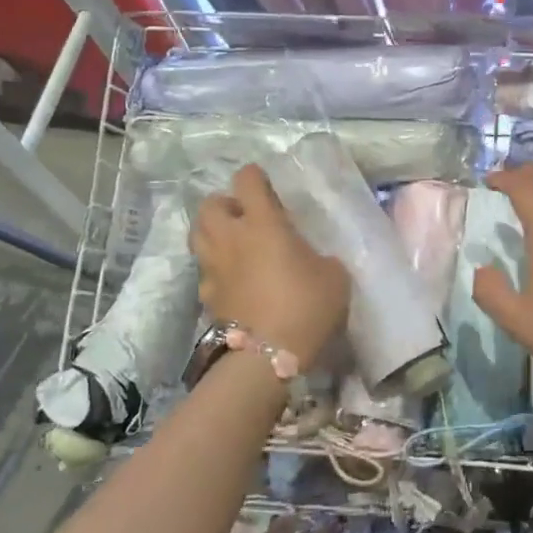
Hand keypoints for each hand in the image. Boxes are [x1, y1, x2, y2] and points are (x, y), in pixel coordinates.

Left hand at [191, 164, 348, 366]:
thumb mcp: (333, 275)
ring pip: (199, 234)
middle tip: (246, 216)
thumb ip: (319, 256)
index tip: (267, 185)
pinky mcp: (206, 295)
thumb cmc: (307, 305)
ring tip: (235, 243)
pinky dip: (216, 268)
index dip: (256, 177)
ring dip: (214, 232)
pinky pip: (205, 270)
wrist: (268, 356)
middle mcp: (231, 237)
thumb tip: (311, 258)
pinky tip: (234, 280)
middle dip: (225, 204)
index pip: (247, 180)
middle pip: (210, 204)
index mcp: (262, 222)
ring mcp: (213, 267)